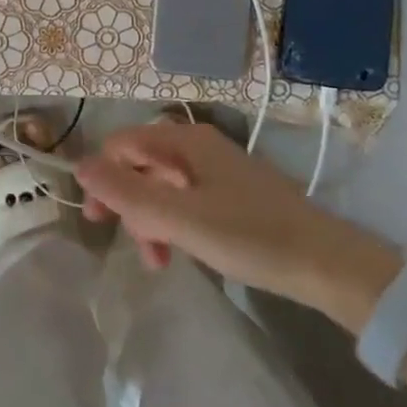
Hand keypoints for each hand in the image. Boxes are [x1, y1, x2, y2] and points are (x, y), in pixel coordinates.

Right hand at [76, 122, 397, 318]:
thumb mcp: (179, 218)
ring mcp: (216, 172)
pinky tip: (179, 252)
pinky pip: (184, 202)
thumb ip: (126, 192)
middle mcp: (198, 148)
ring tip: (158, 260)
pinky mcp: (232, 196)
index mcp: (185, 142)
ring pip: (161, 188)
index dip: (103, 177)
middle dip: (128, 204)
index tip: (100, 220)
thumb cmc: (249, 236)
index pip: (121, 145)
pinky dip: (173, 225)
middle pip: (140, 166)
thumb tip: (77, 166)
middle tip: (134, 245)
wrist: (328, 265)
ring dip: (150, 221)